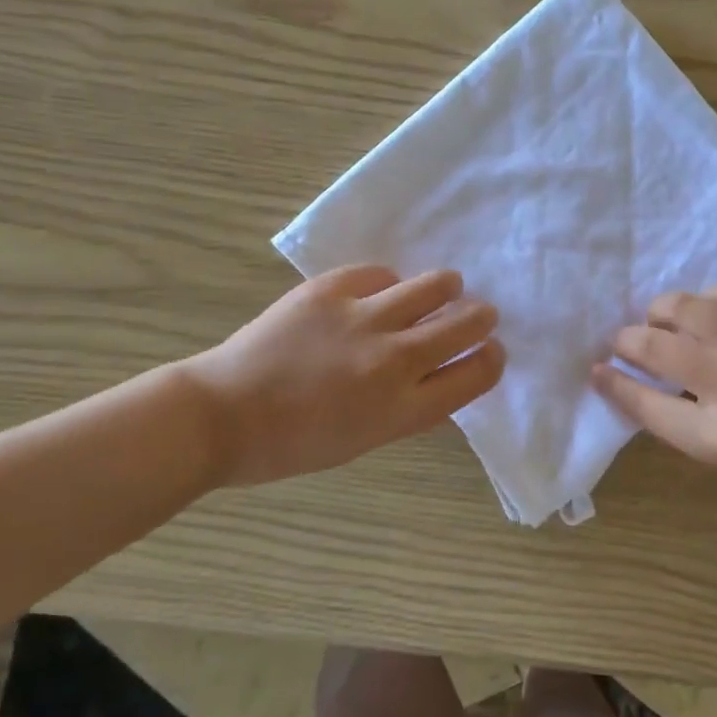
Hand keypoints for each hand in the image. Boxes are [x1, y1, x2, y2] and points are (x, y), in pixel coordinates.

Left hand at [180, 266, 503, 486]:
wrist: (223, 414)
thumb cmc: (295, 443)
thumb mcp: (367, 440)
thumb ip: (412, 408)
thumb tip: (444, 378)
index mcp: (403, 408)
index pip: (477, 374)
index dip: (493, 358)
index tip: (492, 349)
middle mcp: (393, 360)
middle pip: (466, 324)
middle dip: (481, 317)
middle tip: (477, 314)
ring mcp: (362, 318)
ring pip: (435, 285)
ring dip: (447, 289)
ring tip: (442, 290)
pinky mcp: (331, 289)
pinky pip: (381, 273)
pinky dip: (388, 283)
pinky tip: (380, 292)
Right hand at [592, 281, 716, 512]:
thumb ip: (688, 424)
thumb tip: (647, 385)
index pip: (645, 404)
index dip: (614, 384)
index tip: (597, 370)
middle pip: (655, 348)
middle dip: (626, 341)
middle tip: (621, 340)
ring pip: (686, 308)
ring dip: (661, 311)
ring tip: (660, 318)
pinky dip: (708, 299)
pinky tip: (710, 310)